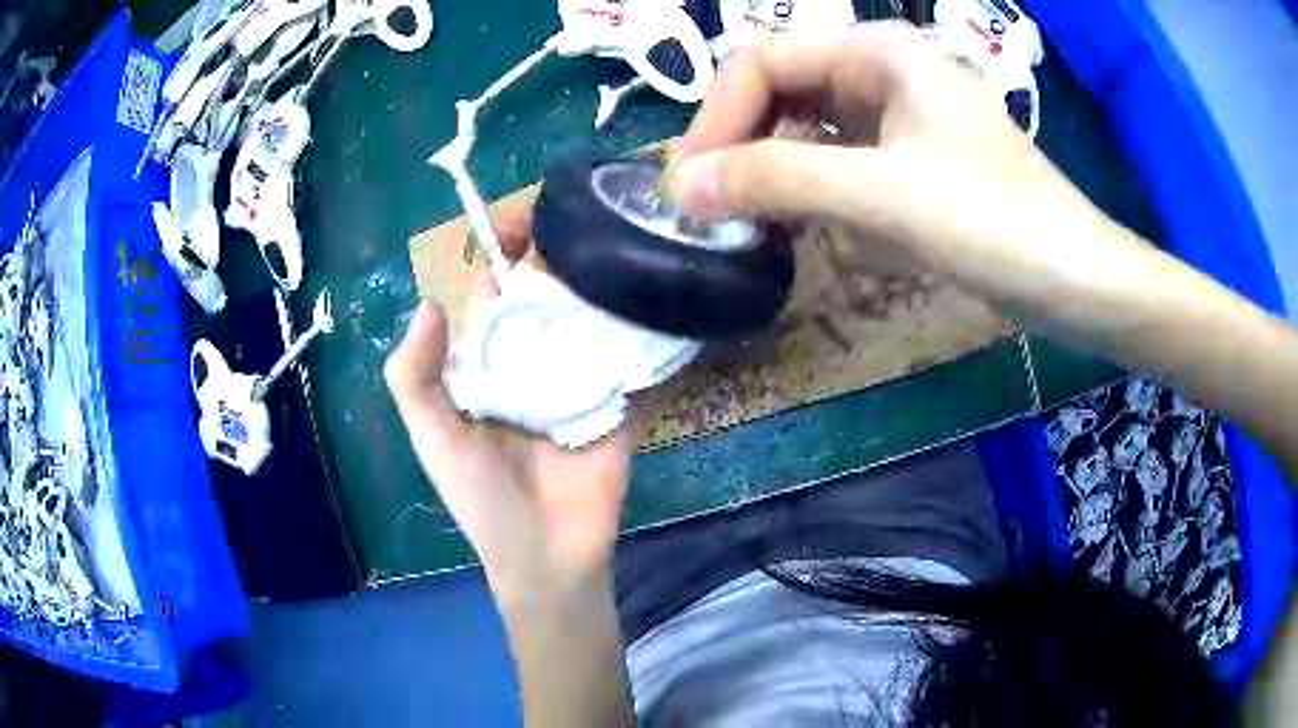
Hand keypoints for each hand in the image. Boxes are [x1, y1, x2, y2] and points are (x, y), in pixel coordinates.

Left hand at [384, 211, 630, 601]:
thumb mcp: (433, 440)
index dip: (499, 246)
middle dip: (561, 249)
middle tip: (591, 214)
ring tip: (628, 236)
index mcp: (484, 359)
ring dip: (605, 276)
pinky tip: (661, 286)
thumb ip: (414, 377)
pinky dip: (645, 324)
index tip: (525, 212)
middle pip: (544, 287)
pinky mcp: (619, 398)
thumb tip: (427, 302)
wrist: (547, 556)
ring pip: (590, 311)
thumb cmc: (482, 500)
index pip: (489, 286)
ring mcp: (579, 374)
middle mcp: (530, 356)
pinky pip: (632, 353)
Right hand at [667, 21, 1137, 322]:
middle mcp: (881, 72)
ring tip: (748, 224)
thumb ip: (778, 180)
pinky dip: (812, 193)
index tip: (689, 187)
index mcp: (875, 52)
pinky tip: (805, 228)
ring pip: (806, 130)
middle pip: (780, 93)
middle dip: (741, 146)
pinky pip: (838, 164)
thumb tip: (681, 187)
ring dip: (773, 172)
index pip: (761, 63)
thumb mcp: (884, 195)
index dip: (717, 119)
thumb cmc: (996, 224)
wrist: (1077, 281)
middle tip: (711, 211)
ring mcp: (897, 118)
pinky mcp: (910, 162)